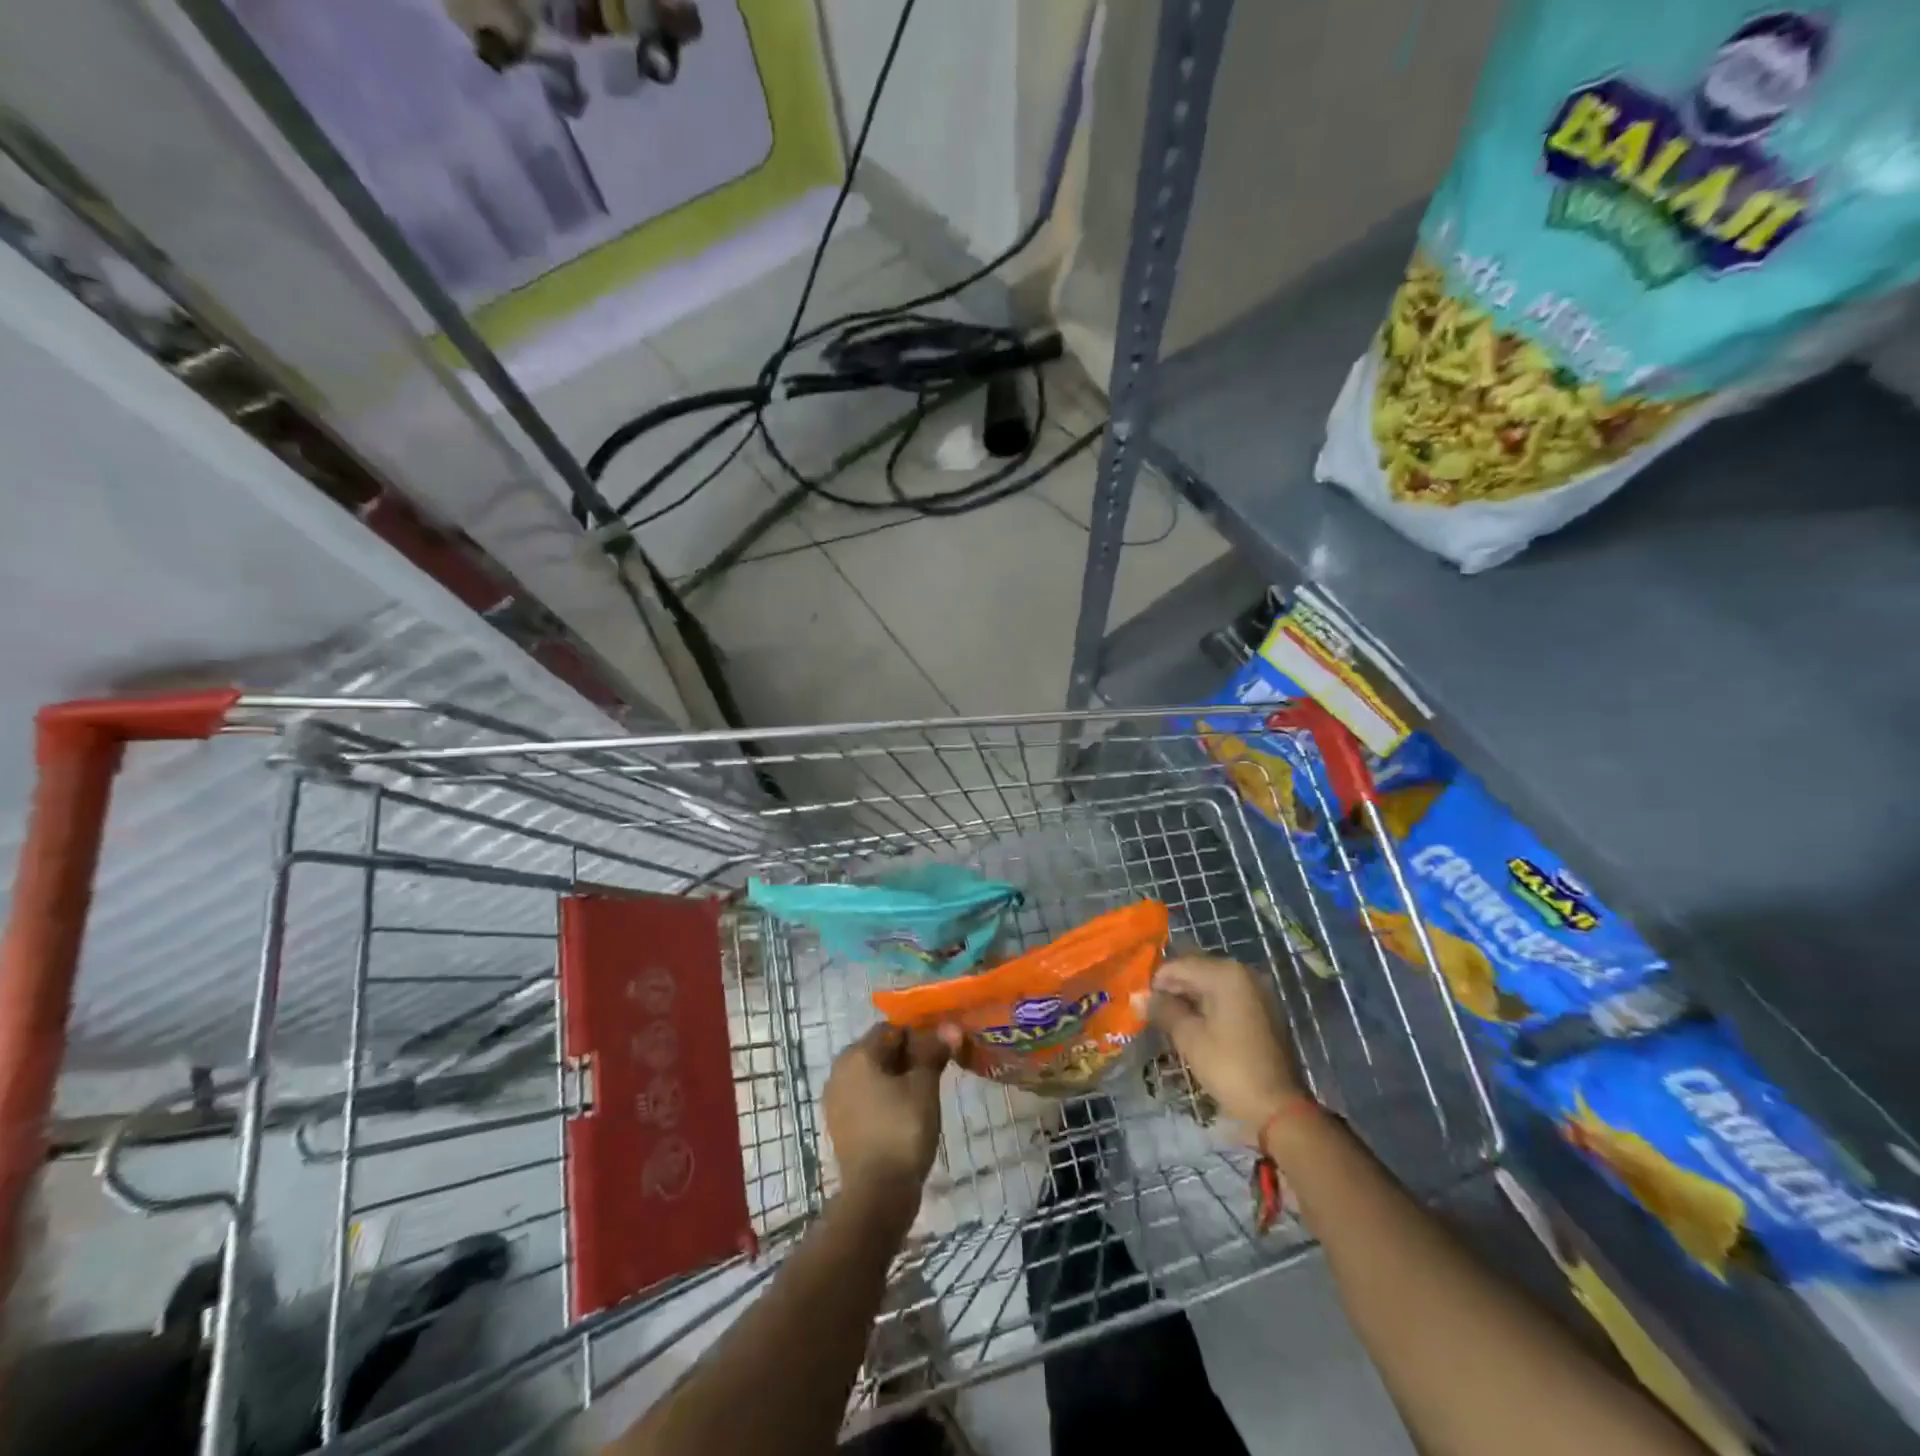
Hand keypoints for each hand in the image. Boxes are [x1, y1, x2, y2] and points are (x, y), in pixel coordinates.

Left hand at [824, 1024, 947, 1210]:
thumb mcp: (924, 1087)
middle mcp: (839, 1070)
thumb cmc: (902, 1131)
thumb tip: (950, 1028)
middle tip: (934, 1074)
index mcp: (856, 1055)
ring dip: (896, 1078)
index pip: (892, 1030)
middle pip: (879, 1051)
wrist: (876, 1195)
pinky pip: (865, 1097)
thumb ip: (933, 1052)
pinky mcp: (839, 1124)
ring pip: (872, 1075)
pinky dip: (884, 1098)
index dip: (919, 1037)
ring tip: (923, 1096)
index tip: (940, 1054)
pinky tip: (904, 1114)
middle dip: (907, 1057)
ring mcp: (835, 1099)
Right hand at [1148, 956, 1304, 1129]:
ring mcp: (1256, 991)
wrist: (1278, 1107)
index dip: (1156, 982)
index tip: (1141, 1002)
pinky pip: (1227, 997)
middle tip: (1151, 1012)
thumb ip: (1162, 1010)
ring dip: (1189, 998)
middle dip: (1172, 989)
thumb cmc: (1229, 1068)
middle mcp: (1243, 973)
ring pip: (1211, 984)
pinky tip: (1193, 1025)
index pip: (1179, 966)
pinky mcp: (1263, 1009)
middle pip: (1196, 971)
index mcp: (1226, 974)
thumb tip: (1137, 997)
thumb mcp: (1189, 1038)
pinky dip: (1208, 1006)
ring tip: (1168, 1020)